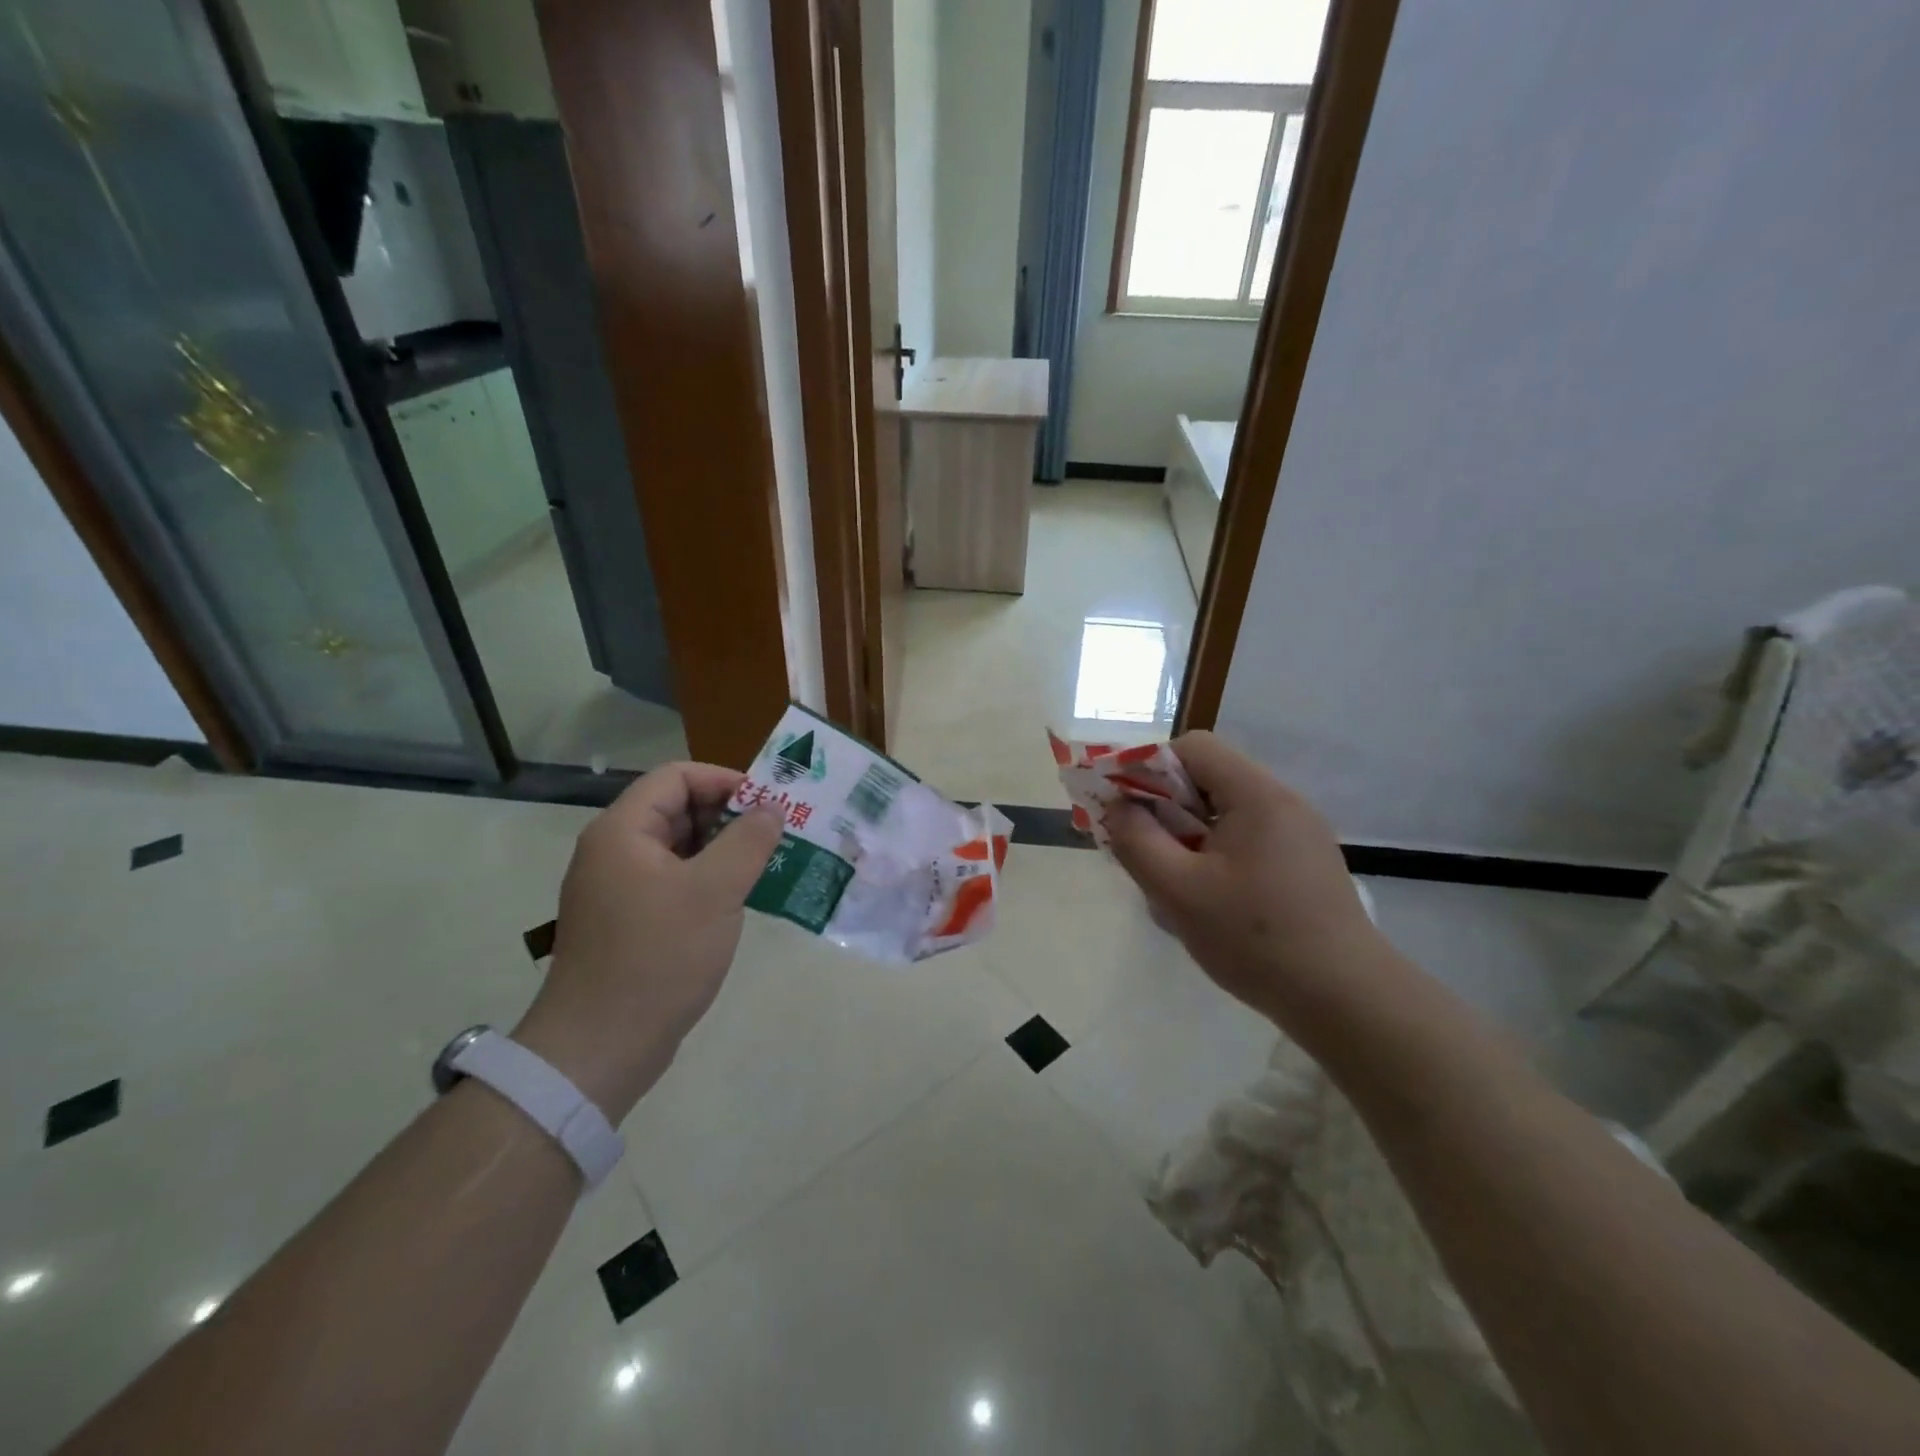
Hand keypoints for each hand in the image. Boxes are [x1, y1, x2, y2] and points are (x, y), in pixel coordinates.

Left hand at [512, 762, 784, 1122]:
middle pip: (676, 809)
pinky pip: (673, 881)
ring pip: (678, 848)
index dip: (725, 780)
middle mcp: (614, 851)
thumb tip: (772, 808)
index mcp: (623, 831)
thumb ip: (748, 841)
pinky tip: (740, 900)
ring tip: (767, 864)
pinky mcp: (628, 921)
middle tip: (776, 834)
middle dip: (729, 815)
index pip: (676, 777)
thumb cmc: (658, 957)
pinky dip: (708, 880)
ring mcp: (618, 889)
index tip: (768, 804)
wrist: (599, 1048)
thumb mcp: (714, 892)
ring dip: (723, 849)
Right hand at [1106, 732, 1391, 1032]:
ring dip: (1188, 834)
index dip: (1149, 767)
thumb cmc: (1255, 939)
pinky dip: (1215, 853)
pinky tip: (1209, 898)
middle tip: (1141, 848)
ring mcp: (1300, 833)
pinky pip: (1246, 838)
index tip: (1125, 807)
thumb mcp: (1178, 890)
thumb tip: (1117, 806)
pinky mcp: (1306, 862)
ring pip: (1224, 812)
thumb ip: (1137, 840)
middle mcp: (1283, 802)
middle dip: (1165, 806)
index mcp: (1257, 795)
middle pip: (1209, 778)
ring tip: (1172, 881)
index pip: (1193, 748)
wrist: (1345, 1000)